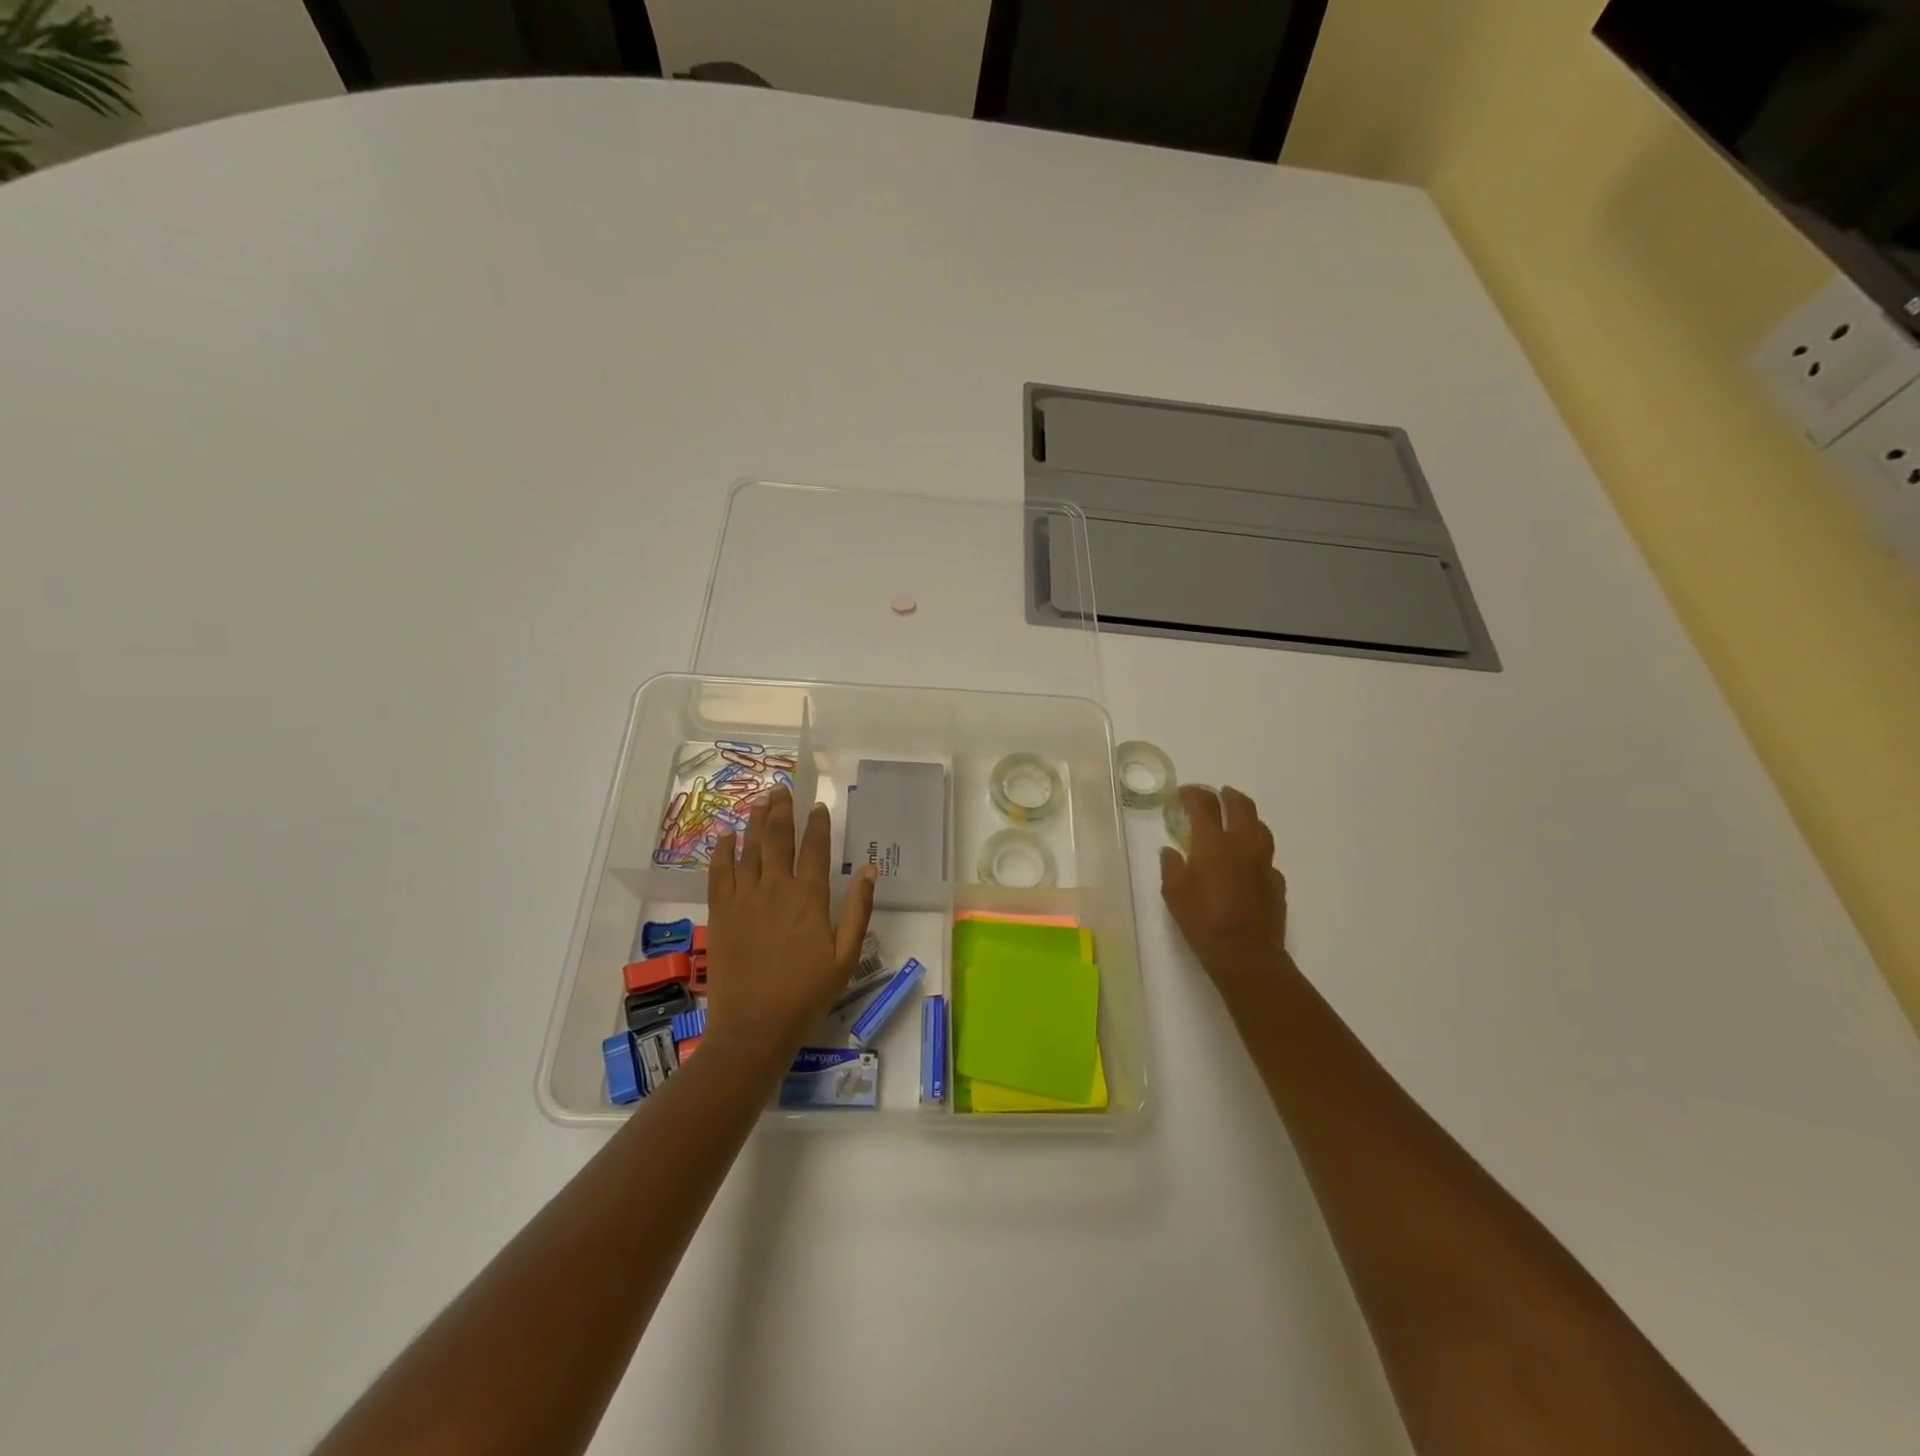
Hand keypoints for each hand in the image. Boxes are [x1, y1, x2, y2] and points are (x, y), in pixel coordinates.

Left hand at [705, 787, 877, 1064]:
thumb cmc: (806, 995)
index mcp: (809, 898)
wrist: (754, 1027)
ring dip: (756, 821)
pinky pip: (719, 873)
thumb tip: (871, 870)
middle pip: (778, 839)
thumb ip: (858, 910)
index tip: (819, 805)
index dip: (818, 824)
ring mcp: (744, 899)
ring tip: (761, 800)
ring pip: (750, 848)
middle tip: (782, 789)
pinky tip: (726, 836)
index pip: (814, 848)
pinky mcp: (721, 913)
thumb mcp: (846, 957)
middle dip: (782, 811)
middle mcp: (775, 889)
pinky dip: (723, 851)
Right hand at [1161, 785, 1289, 995]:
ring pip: (1260, 826)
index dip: (1193, 793)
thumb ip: (1172, 866)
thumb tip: (1171, 851)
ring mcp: (1264, 862)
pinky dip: (1255, 850)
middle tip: (1216, 795)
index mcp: (1213, 843)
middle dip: (1227, 795)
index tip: (1184, 793)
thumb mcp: (1174, 893)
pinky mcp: (1276, 881)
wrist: (1246, 955)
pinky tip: (1247, 862)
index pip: (1205, 804)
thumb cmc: (1203, 921)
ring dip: (1246, 817)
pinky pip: (1267, 856)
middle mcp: (1242, 844)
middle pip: (1241, 805)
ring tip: (1235, 821)